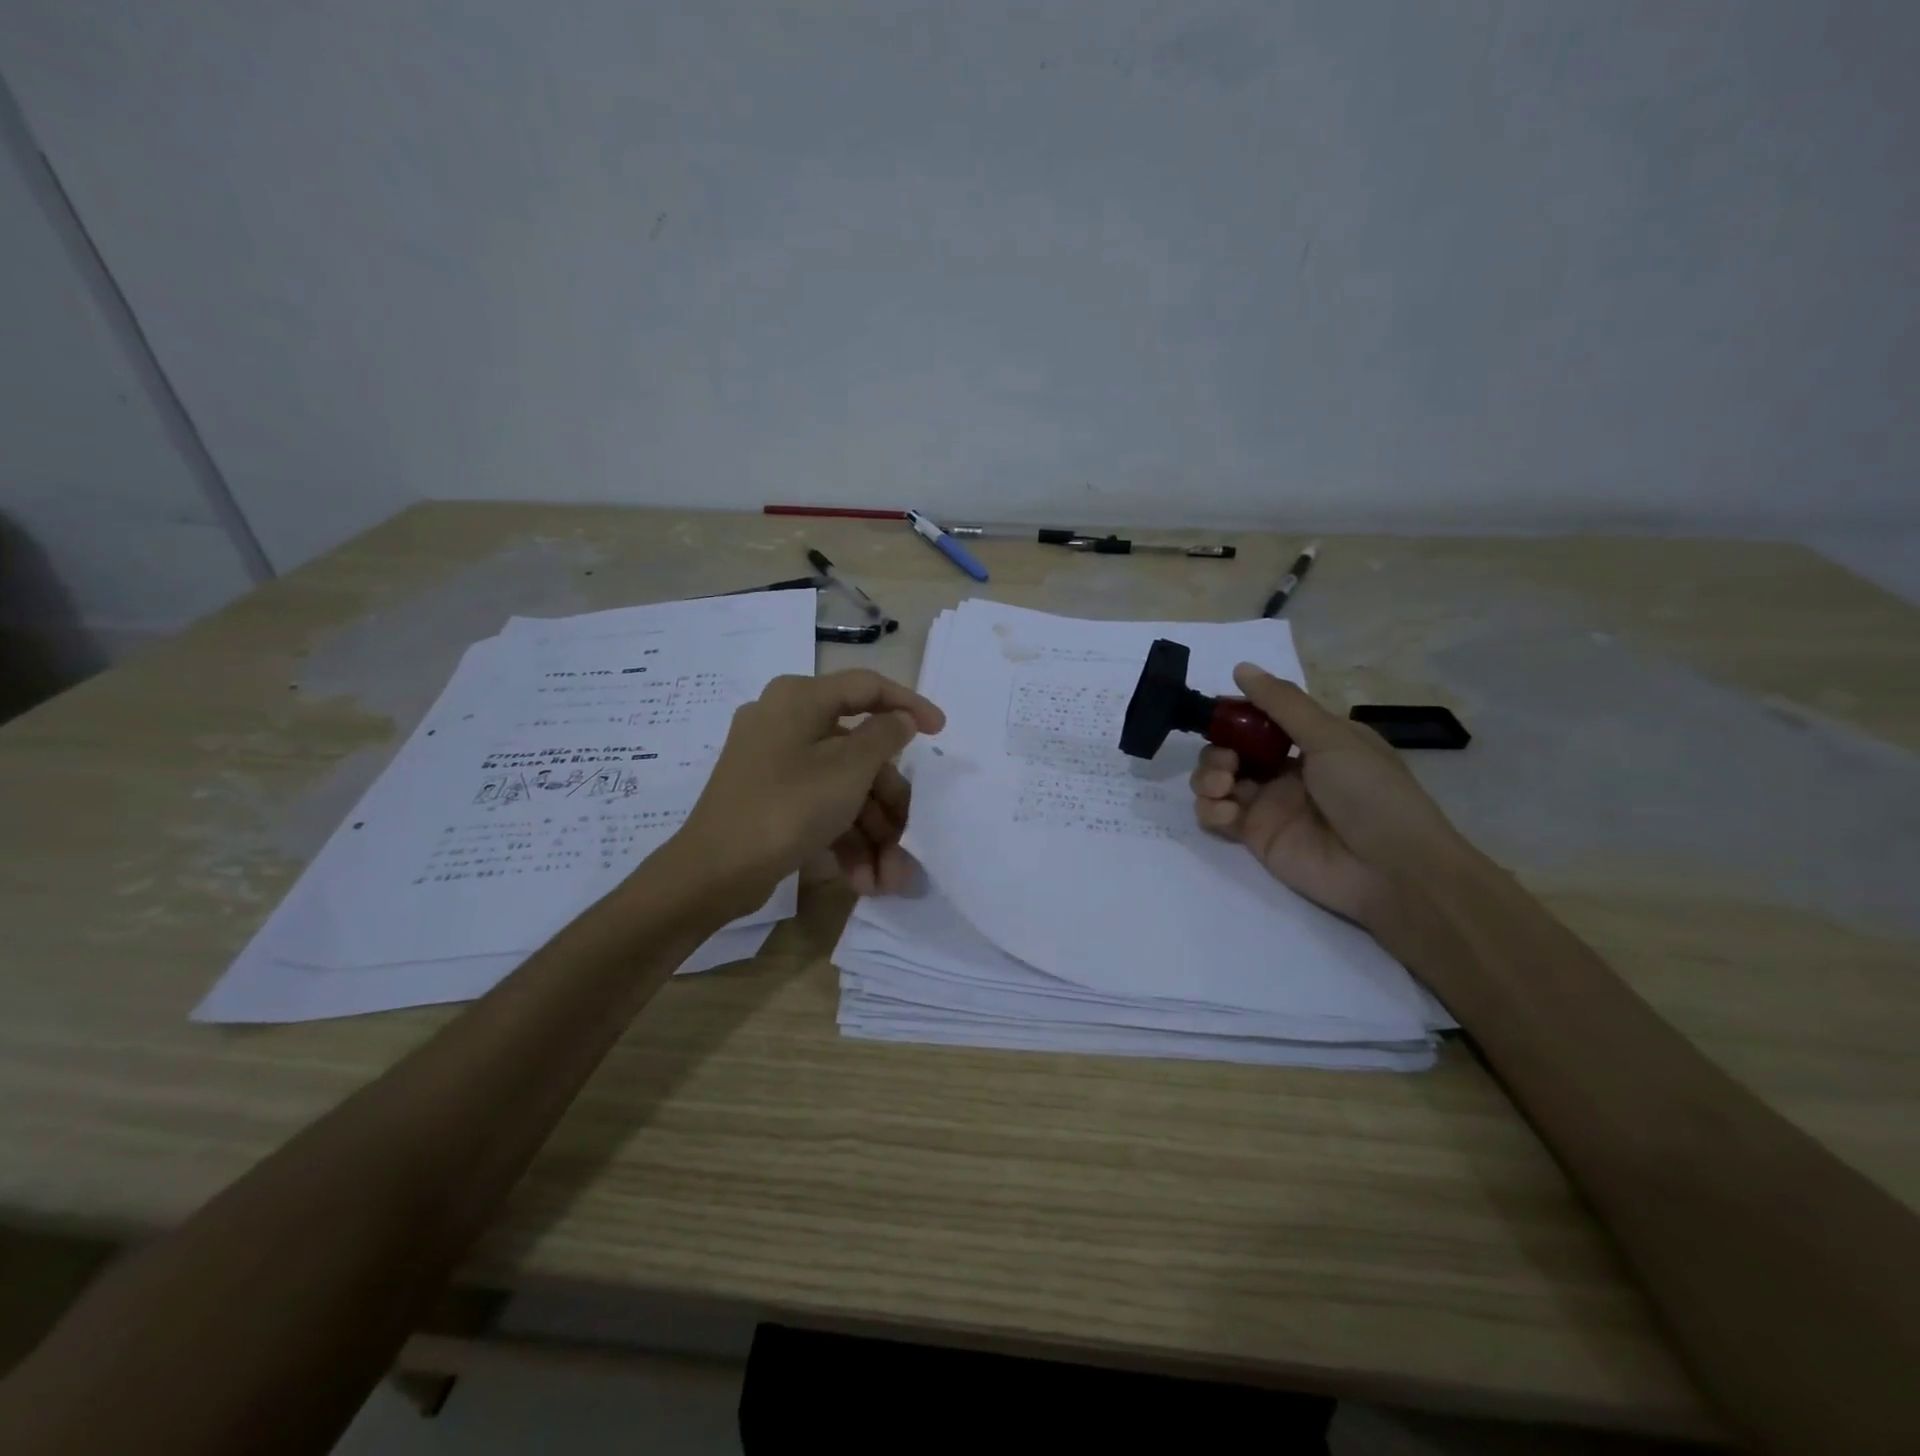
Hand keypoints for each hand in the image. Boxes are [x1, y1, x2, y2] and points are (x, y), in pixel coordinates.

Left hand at [668, 670, 944, 913]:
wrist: (712, 873)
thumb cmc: (787, 808)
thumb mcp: (848, 770)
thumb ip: (884, 736)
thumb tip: (901, 719)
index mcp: (800, 699)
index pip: (867, 688)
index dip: (909, 705)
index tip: (941, 731)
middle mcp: (786, 722)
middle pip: (857, 752)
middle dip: (887, 804)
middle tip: (908, 838)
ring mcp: (775, 762)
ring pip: (842, 786)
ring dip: (870, 832)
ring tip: (888, 879)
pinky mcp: (770, 797)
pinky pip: (819, 805)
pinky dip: (843, 837)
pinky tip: (862, 878)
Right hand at [1190, 665, 1470, 929]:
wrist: (1391, 870)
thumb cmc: (1370, 793)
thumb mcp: (1332, 738)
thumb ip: (1283, 704)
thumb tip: (1241, 667)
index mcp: (1310, 742)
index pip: (1258, 720)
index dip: (1233, 716)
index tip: (1216, 714)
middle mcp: (1284, 770)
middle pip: (1229, 750)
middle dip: (1216, 750)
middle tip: (1227, 762)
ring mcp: (1268, 805)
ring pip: (1216, 781)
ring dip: (1207, 777)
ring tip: (1222, 786)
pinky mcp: (1254, 837)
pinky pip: (1217, 817)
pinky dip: (1211, 811)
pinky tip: (1227, 814)